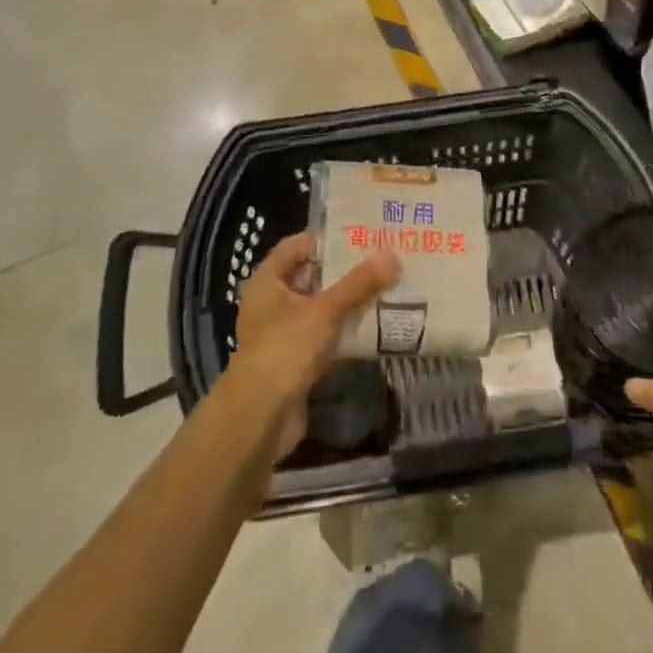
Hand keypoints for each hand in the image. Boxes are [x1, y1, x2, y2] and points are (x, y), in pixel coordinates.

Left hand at [228, 232, 398, 455]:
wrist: (260, 418)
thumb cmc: (284, 350)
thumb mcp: (324, 311)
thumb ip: (358, 284)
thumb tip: (392, 255)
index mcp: (268, 281)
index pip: (297, 246)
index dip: (327, 239)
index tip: (362, 234)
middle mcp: (272, 302)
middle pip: (312, 276)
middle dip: (345, 270)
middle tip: (382, 259)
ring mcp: (283, 333)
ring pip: (321, 308)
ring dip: (348, 301)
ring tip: (386, 287)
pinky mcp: (296, 360)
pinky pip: (325, 336)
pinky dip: (345, 330)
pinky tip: (375, 325)